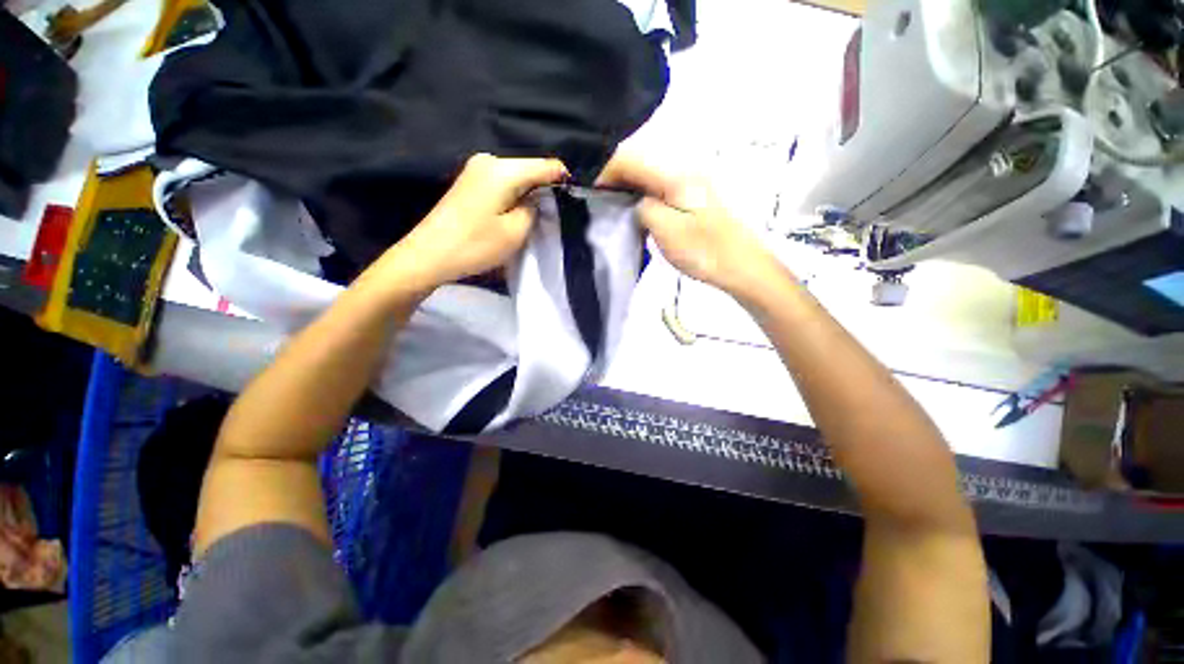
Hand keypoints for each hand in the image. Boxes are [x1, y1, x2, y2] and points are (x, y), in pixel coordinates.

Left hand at [375, 153, 568, 292]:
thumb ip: (535, 209)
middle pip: (531, 170)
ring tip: (534, 219)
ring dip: (529, 195)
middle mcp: (489, 160)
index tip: (572, 203)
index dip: (563, 182)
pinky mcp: (470, 182)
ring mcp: (476, 169)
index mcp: (503, 169)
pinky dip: (514, 197)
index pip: (546, 166)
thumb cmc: (475, 244)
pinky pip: (503, 184)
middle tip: (553, 217)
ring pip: (517, 178)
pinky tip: (514, 214)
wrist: (428, 255)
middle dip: (545, 190)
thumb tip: (540, 198)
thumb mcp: (516, 231)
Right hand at [596, 154, 786, 297]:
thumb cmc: (705, 251)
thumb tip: (636, 201)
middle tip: (596, 197)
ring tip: (611, 203)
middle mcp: (683, 170)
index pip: (630, 159)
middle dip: (613, 175)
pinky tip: (635, 209)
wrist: (742, 266)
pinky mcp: (692, 197)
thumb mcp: (667, 231)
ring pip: (648, 174)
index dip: (605, 170)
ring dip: (626, 184)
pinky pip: (658, 186)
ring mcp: (690, 182)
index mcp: (675, 176)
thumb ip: (644, 208)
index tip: (589, 190)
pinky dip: (641, 193)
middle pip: (639, 161)